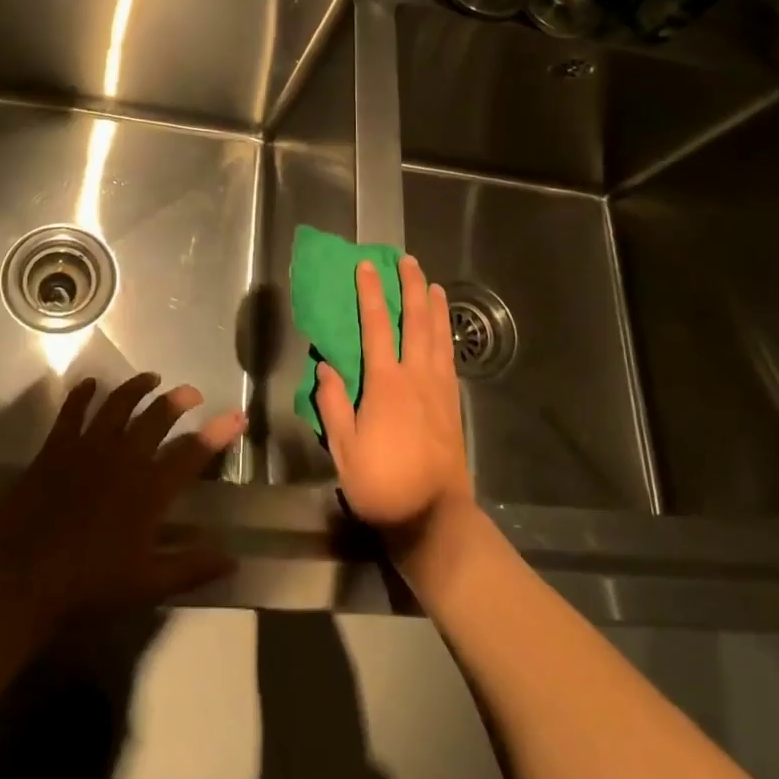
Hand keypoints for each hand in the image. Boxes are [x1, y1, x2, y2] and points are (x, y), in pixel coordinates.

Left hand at [0, 374, 245, 629]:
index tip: (237, 416)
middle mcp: (124, 457)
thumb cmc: (87, 586)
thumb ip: (190, 568)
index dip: (218, 432)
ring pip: (119, 404)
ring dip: (137, 387)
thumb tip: (232, 561)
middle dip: (179, 400)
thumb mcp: (146, 585)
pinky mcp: (56, 447)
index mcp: (149, 489)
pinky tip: (90, 384)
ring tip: (151, 379)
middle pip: (157, 416)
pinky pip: (73, 410)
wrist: (19, 578)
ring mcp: (88, 447)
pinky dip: (83, 393)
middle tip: (191, 393)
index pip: (193, 452)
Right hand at [315, 255, 475, 554]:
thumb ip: (333, 404)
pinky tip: (445, 328)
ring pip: (438, 336)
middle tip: (407, 261)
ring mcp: (439, 389)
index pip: (376, 327)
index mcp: (386, 384)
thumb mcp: (344, 449)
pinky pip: (449, 358)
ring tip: (431, 282)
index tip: (367, 267)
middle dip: (411, 288)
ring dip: (434, 306)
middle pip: (416, 322)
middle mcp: (416, 377)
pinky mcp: (452, 404)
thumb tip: (325, 366)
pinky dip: (447, 335)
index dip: (371, 294)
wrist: (433, 518)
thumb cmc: (382, 485)